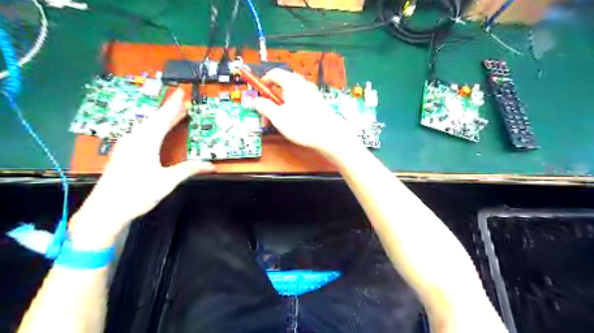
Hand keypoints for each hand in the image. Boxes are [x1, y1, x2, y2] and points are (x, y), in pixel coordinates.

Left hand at [69, 90, 215, 247]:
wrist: (105, 210)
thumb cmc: (137, 193)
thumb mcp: (167, 181)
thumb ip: (189, 169)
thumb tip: (212, 165)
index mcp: (145, 142)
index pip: (162, 118)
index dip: (173, 105)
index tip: (181, 92)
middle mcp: (134, 139)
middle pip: (154, 120)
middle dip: (170, 111)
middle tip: (183, 103)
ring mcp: (126, 146)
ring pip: (147, 127)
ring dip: (162, 120)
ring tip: (176, 115)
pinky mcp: (123, 153)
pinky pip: (142, 134)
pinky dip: (154, 129)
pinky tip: (158, 132)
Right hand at [253, 69, 358, 154]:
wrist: (329, 134)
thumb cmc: (301, 124)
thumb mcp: (278, 117)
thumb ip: (264, 107)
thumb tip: (256, 101)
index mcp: (291, 83)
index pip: (274, 74)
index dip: (263, 81)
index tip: (258, 91)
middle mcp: (303, 84)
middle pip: (283, 84)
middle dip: (271, 97)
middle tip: (266, 111)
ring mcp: (312, 93)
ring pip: (292, 94)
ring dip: (281, 104)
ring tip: (278, 120)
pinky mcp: (318, 103)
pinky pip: (300, 100)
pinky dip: (292, 106)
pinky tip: (292, 121)